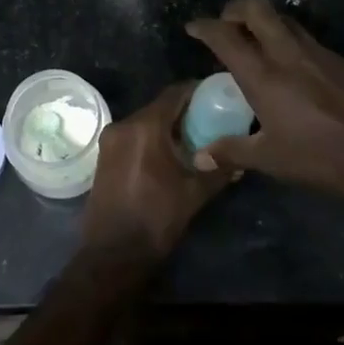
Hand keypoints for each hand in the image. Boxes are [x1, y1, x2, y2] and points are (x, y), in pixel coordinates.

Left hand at [83, 82, 230, 261]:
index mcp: (145, 127)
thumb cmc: (156, 219)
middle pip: (159, 107)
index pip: (174, 94)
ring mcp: (110, 140)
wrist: (113, 253)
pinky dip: (151, 138)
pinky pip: (132, 136)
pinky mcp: (104, 155)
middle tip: (209, 119)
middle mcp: (124, 125)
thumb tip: (240, 160)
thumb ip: (218, 171)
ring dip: (166, 126)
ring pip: (144, 121)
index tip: (215, 95)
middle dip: (183, 111)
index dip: (196, 91)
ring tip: (192, 138)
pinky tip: (168, 154)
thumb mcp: (194, 194)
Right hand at [185, 0, 343, 207]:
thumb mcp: (272, 161)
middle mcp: (288, 53)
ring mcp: (320, 52)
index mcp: (264, 75)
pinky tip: (297, 71)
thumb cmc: (324, 159)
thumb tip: (199, 156)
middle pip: (256, 7)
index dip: (204, 26)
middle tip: (227, 24)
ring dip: (265, 21)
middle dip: (235, 8)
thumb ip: (232, 152)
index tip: (193, 26)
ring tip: (257, 42)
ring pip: (285, 19)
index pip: (225, 36)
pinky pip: (309, 39)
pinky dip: (292, 42)